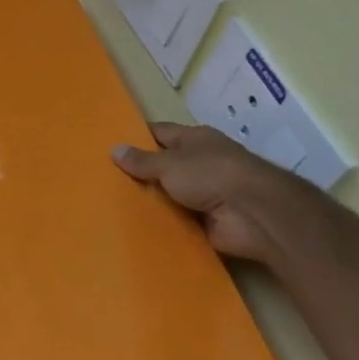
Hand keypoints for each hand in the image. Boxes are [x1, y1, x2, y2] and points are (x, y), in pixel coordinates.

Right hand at [113, 122, 308, 262]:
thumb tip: (114, 149)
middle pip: (164, 165)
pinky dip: (162, 223)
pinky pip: (177, 220)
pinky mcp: (207, 220)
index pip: (160, 133)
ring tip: (112, 204)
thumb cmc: (210, 174)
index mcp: (195, 140)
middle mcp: (201, 163)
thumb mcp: (169, 163)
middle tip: (104, 179)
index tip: (111, 145)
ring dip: (150, 200)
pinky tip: (135, 226)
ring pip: (169, 194)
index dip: (137, 137)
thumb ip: (142, 160)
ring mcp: (206, 193)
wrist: (253, 214)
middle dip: (140, 172)